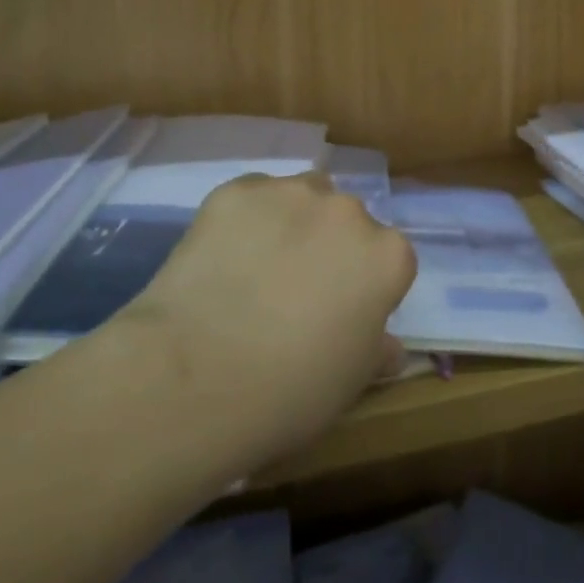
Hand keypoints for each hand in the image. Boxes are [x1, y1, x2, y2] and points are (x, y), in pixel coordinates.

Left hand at [114, 172, 415, 468]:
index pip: (389, 260)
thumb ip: (376, 350)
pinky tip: (222, 257)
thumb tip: (388, 345)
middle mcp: (348, 211)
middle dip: (330, 248)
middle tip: (296, 291)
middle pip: (347, 221)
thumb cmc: (290, 391)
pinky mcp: (237, 191)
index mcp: (387, 256)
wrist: (194, 378)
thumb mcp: (350, 383)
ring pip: (302, 198)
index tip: (340, 314)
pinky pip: (252, 198)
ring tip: (257, 266)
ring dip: (293, 222)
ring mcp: (291, 193)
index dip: (365, 287)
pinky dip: (245, 220)